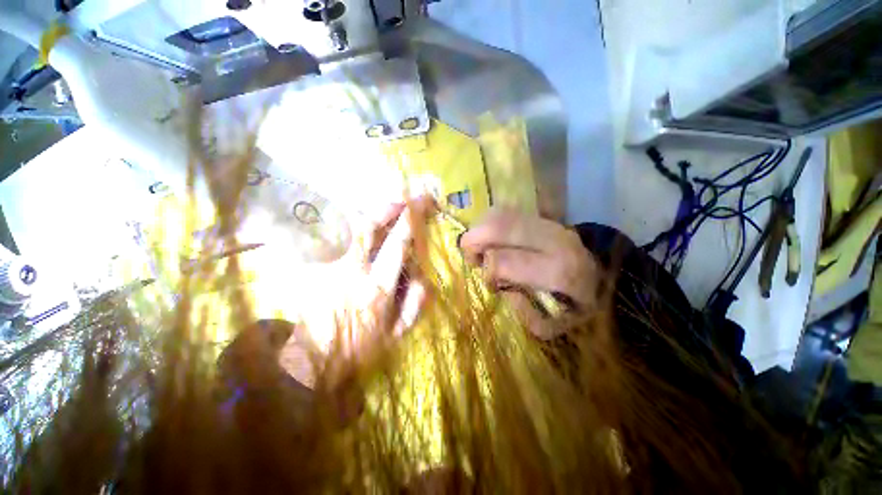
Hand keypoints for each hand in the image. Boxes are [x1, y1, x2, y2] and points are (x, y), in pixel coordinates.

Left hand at [279, 197, 431, 388]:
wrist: (313, 361)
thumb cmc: (360, 349)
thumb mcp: (396, 334)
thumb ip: (415, 305)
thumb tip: (425, 277)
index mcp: (378, 288)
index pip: (397, 245)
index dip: (410, 221)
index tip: (421, 204)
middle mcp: (354, 272)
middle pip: (369, 229)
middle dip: (388, 208)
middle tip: (403, 198)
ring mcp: (331, 268)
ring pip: (350, 230)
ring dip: (371, 213)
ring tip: (388, 205)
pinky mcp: (317, 270)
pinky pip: (335, 240)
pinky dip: (350, 226)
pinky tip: (364, 224)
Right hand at [459, 208, 599, 339]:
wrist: (606, 278)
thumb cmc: (579, 306)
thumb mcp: (554, 326)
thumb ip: (523, 313)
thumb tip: (502, 289)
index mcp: (557, 270)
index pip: (502, 260)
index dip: (487, 272)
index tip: (490, 283)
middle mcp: (553, 239)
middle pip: (498, 227)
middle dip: (474, 241)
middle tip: (471, 256)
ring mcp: (548, 223)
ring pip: (500, 215)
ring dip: (480, 230)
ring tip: (480, 247)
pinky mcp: (544, 217)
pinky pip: (507, 211)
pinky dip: (490, 222)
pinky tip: (491, 237)